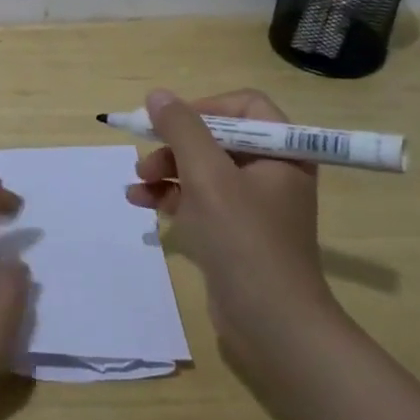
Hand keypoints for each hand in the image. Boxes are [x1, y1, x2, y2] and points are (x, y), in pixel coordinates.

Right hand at [125, 88, 332, 361]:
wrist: (272, 325)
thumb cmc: (244, 239)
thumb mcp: (208, 176)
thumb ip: (181, 129)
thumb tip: (157, 95)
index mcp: (282, 151)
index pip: (244, 106)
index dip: (204, 107)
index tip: (171, 123)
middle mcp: (272, 172)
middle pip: (217, 137)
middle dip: (176, 145)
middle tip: (147, 160)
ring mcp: (253, 204)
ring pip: (203, 169)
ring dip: (167, 170)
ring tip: (137, 183)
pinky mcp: (235, 232)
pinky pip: (200, 199)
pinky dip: (171, 196)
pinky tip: (140, 201)